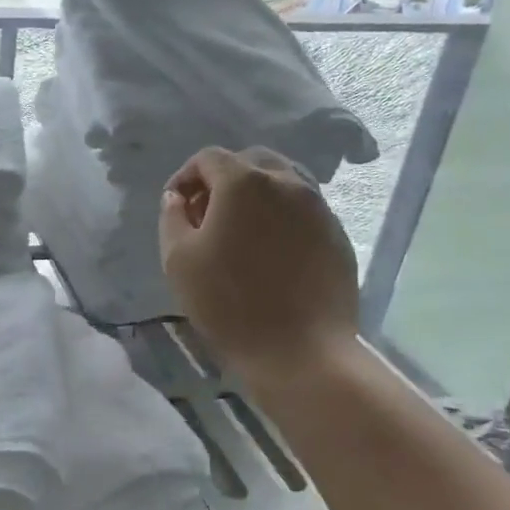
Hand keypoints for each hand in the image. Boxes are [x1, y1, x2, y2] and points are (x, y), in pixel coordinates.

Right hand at [159, 147, 360, 381]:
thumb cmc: (229, 303)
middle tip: (207, 215)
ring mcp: (318, 207)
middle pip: (250, 161)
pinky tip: (271, 251)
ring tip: (241, 230)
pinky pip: (304, 209)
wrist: (301, 352)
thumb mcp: (178, 259)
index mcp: (244, 182)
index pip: (208, 158)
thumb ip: (172, 217)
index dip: (185, 176)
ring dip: (256, 194)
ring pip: (283, 181)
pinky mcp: (337, 234)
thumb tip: (177, 197)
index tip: (176, 206)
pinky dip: (282, 216)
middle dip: (223, 179)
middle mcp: (287, 183)